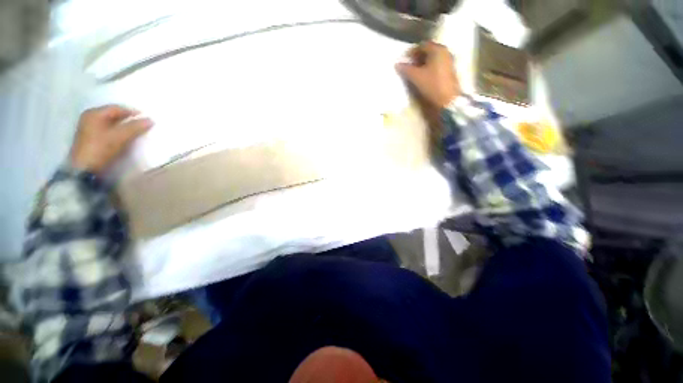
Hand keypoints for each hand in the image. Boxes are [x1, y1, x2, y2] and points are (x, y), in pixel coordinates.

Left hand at [70, 105, 152, 174]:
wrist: (85, 170)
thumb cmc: (101, 149)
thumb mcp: (120, 137)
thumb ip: (135, 127)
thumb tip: (150, 120)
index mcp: (94, 113)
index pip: (117, 108)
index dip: (133, 112)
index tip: (147, 119)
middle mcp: (90, 118)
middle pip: (113, 115)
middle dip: (128, 120)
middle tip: (143, 125)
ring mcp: (89, 129)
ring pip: (111, 124)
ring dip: (124, 127)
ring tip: (136, 133)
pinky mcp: (91, 140)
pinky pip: (108, 132)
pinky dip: (118, 133)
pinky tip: (125, 139)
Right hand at [396, 41, 460, 108]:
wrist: (447, 99)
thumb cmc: (432, 85)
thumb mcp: (416, 77)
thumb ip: (406, 69)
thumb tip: (397, 64)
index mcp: (437, 49)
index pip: (422, 45)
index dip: (411, 52)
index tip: (404, 61)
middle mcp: (444, 51)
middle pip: (428, 50)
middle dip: (417, 57)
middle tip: (408, 66)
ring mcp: (448, 60)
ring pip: (432, 58)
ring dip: (422, 63)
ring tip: (414, 72)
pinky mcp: (449, 70)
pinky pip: (437, 64)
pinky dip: (429, 67)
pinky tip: (423, 76)